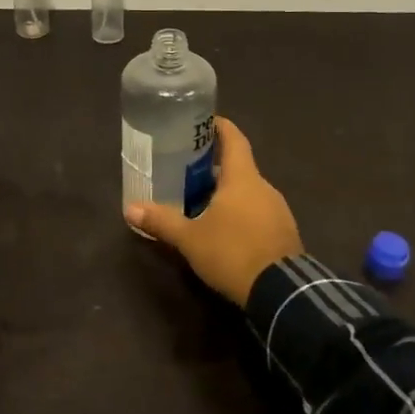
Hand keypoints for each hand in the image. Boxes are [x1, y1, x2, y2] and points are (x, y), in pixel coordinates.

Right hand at [124, 118, 302, 304]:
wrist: (281, 291)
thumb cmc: (233, 252)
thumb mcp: (190, 238)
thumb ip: (162, 221)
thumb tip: (130, 208)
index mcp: (243, 178)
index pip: (234, 139)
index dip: (220, 127)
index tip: (203, 122)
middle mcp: (264, 188)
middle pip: (239, 167)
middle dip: (215, 167)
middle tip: (187, 170)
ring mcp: (278, 211)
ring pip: (248, 192)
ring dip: (227, 193)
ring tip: (200, 202)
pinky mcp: (283, 234)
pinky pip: (258, 214)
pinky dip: (240, 214)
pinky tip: (224, 230)